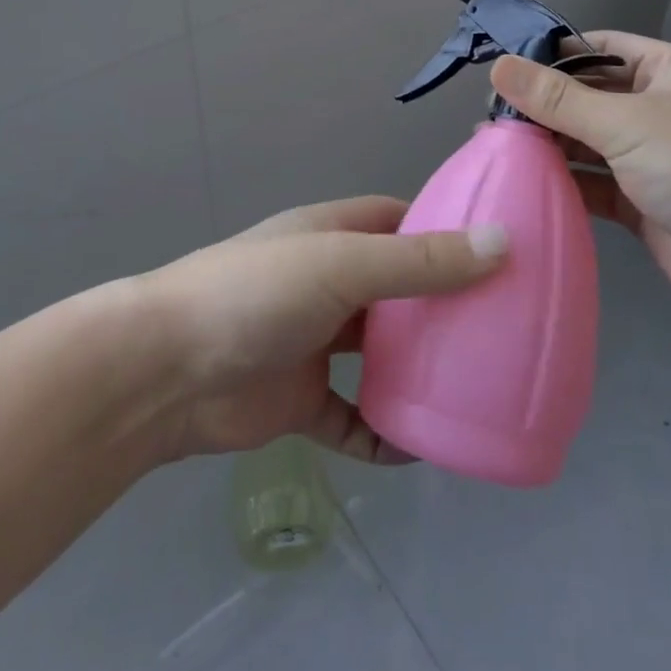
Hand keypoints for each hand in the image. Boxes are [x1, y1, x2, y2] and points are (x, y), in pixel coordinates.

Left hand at [141, 197, 506, 462]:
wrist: (166, 371)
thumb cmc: (258, 294)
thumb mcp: (344, 265)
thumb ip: (420, 262)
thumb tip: (502, 243)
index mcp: (334, 235)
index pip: (400, 221)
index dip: (445, 230)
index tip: (498, 250)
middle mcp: (328, 282)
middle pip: (397, 288)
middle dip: (441, 305)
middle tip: (503, 327)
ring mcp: (314, 342)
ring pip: (379, 354)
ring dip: (417, 370)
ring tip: (476, 386)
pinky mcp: (301, 401)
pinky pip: (355, 418)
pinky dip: (384, 432)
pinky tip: (421, 448)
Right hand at [490, 34, 670, 326]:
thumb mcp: (627, 123)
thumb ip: (559, 99)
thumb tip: (498, 66)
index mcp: (665, 71)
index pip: (598, 48)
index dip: (553, 54)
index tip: (502, 67)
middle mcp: (656, 109)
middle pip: (587, 96)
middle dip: (543, 104)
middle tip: (488, 114)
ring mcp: (648, 158)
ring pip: (587, 142)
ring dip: (548, 144)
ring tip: (493, 144)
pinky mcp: (640, 202)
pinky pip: (593, 183)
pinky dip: (563, 182)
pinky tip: (522, 182)